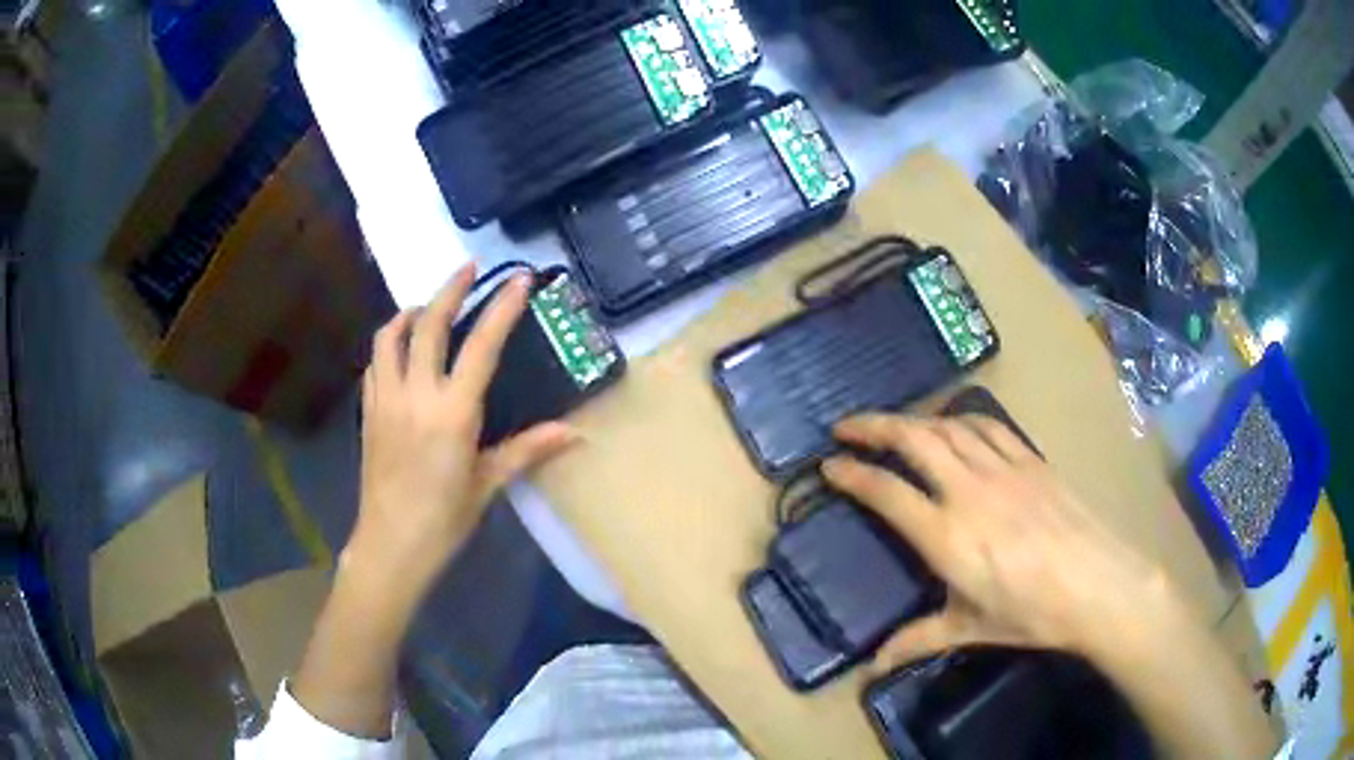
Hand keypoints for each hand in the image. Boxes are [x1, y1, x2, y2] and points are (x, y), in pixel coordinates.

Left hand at [347, 264, 577, 599]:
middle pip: (428, 324)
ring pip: (390, 336)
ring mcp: (386, 399)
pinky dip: (389, 344)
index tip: (519, 279)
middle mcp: (416, 394)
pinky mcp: (369, 411)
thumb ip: (528, 450)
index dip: (502, 308)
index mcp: (452, 412)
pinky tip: (400, 351)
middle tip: (469, 269)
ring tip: (427, 306)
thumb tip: (576, 434)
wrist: (391, 545)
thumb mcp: (488, 484)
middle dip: (450, 289)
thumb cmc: (444, 519)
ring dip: (410, 311)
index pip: (481, 346)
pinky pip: (375, 362)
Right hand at [821, 414, 1171, 671]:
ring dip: (914, 420)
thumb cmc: (1032, 613)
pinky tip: (953, 426)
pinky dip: (959, 420)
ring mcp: (1002, 469)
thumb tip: (874, 668)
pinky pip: (987, 427)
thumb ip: (918, 640)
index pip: (888, 492)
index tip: (830, 466)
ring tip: (893, 425)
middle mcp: (969, 491)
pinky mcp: (1030, 460)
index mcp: (947, 536)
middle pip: (913, 440)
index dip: (854, 475)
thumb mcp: (970, 629)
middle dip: (874, 427)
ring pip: (948, 427)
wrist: (1097, 585)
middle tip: (846, 428)